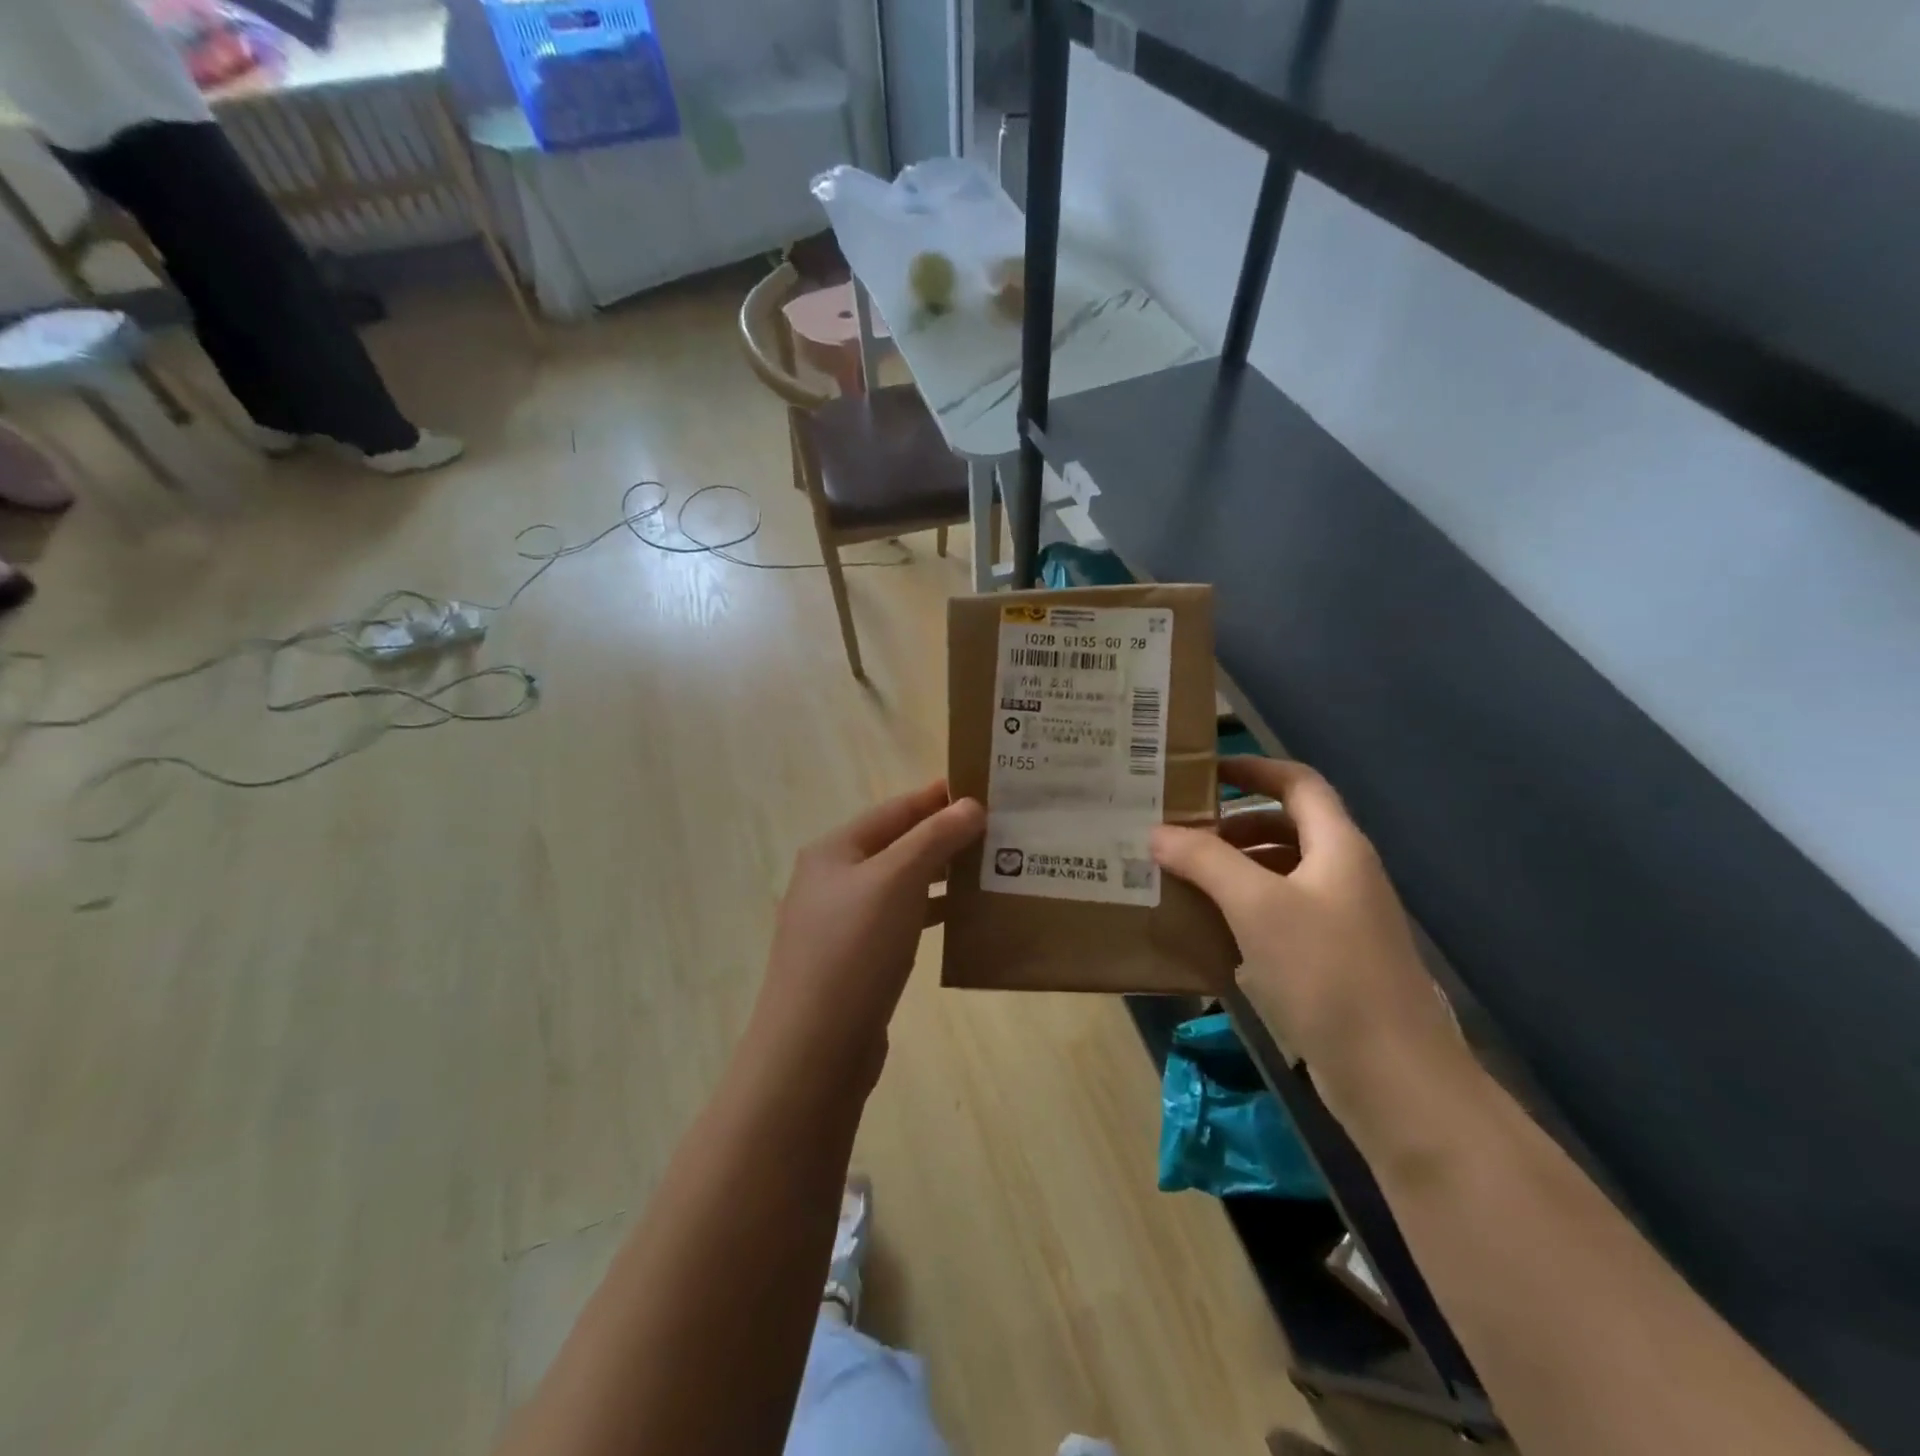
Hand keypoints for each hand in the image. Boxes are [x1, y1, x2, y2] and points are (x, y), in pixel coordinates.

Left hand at [750, 781, 984, 1085]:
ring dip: (941, 874)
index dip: (936, 796)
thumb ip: (934, 837)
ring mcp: (841, 924)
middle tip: (997, 829)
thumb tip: (971, 805)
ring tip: (989, 867)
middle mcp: (833, 881)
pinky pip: (900, 921)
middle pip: (896, 845)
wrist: (814, 1050)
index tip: (982, 788)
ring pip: (900, 885)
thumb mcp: (896, 880)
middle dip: (943, 835)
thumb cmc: (854, 950)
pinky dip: (930, 912)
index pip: (894, 809)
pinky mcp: (856, 962)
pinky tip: (963, 916)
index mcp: (834, 851)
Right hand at [1152, 757, 1469, 1147]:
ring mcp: (1342, 920)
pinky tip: (1212, 928)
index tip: (1205, 771)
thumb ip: (1205, 861)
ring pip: (1282, 873)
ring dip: (1236, 868)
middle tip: (1181, 832)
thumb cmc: (1326, 972)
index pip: (1299, 784)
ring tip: (1185, 877)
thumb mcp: (1257, 906)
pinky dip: (1247, 908)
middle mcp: (1344, 875)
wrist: (1394, 1075)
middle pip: (1287, 827)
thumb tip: (1158, 832)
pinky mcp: (1332, 960)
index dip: (1255, 769)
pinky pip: (1282, 914)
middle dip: (1234, 825)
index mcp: (1338, 847)